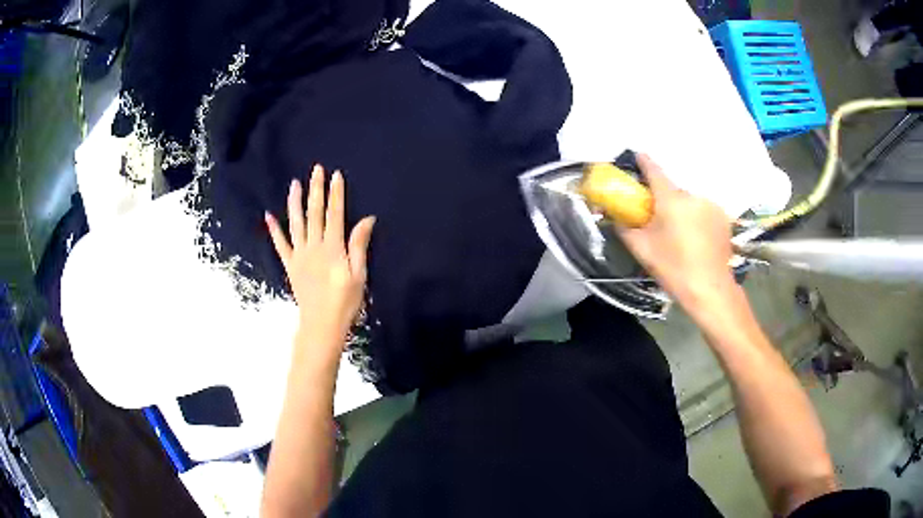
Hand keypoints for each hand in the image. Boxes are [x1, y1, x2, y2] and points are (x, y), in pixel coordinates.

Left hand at [265, 165, 375, 344]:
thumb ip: (359, 245)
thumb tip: (367, 219)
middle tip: (316, 169)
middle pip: (315, 213)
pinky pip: (280, 244)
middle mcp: (314, 246)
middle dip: (316, 190)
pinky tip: (269, 216)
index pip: (335, 214)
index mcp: (333, 247)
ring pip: (296, 223)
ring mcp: (299, 255)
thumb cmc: (345, 302)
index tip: (335, 175)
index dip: (336, 194)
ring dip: (295, 202)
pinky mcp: (290, 265)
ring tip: (294, 184)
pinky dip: (274, 230)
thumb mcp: (359, 275)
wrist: (321, 325)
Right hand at [616, 154, 736, 317]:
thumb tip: (614, 216)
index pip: (654, 170)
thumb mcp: (642, 250)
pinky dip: (698, 220)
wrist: (710, 289)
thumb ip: (625, 228)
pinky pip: (704, 212)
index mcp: (671, 199)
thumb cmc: (674, 268)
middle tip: (660, 221)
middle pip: (673, 191)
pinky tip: (698, 240)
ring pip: (690, 203)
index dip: (644, 162)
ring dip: (683, 212)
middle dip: (665, 201)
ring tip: (682, 236)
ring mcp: (711, 206)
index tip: (637, 157)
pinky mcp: (723, 219)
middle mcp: (692, 196)